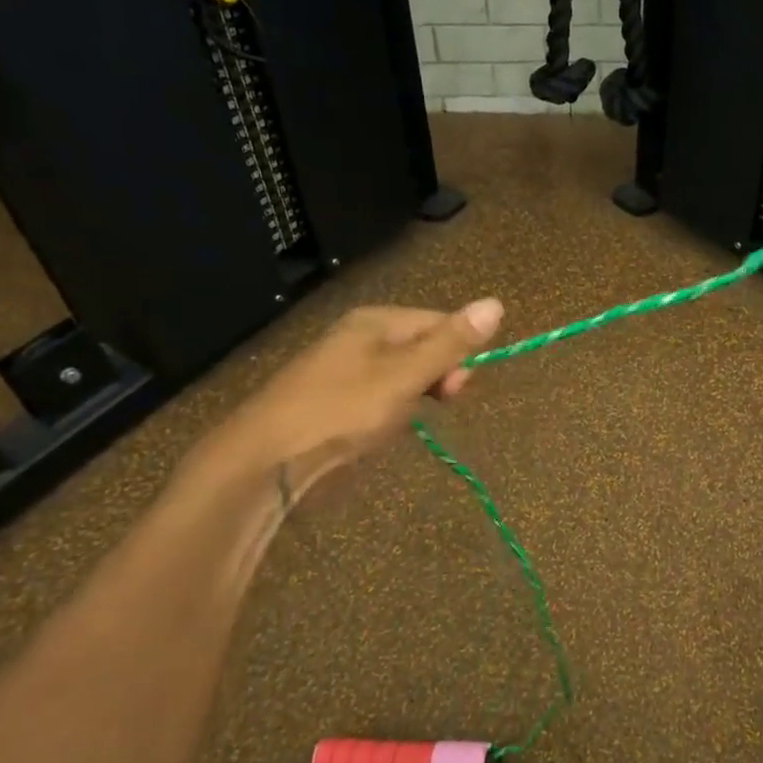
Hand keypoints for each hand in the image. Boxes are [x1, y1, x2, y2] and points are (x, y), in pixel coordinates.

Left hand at [205, 299, 503, 493]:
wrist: (266, 460)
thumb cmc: (342, 410)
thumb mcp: (405, 376)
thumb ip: (451, 343)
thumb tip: (496, 303)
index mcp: (376, 321)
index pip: (439, 322)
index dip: (458, 352)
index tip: (458, 389)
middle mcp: (360, 337)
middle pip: (422, 348)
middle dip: (437, 377)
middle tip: (437, 405)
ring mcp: (344, 369)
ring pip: (403, 376)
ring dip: (415, 398)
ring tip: (402, 422)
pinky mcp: (333, 400)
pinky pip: (380, 397)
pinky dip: (390, 412)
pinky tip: (380, 430)